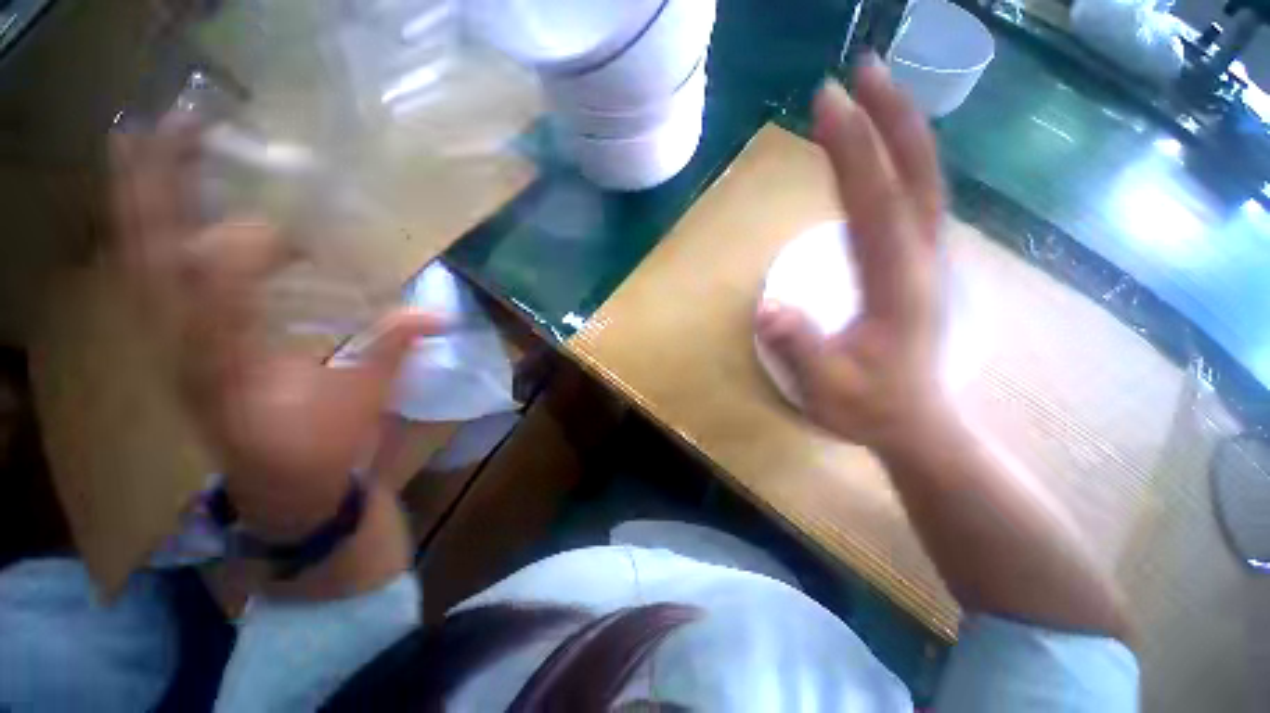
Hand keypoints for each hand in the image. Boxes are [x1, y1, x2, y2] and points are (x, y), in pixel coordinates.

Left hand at [111, 116, 440, 539]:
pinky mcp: (174, 342)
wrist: (277, 490)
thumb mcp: (362, 402)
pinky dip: (149, 232)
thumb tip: (438, 313)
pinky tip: (161, 203)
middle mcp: (183, 347)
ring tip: (149, 142)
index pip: (212, 290)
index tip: (280, 226)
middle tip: (173, 125)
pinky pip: (151, 276)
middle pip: (152, 258)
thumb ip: (392, 350)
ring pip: (138, 260)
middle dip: (156, 189)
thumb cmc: (319, 450)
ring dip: (140, 200)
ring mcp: (169, 343)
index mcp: (230, 367)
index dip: (236, 246)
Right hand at [756, 62, 946, 451]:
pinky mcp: (922, 266)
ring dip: (903, 132)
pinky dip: (907, 164)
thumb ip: (801, 348)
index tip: (827, 103)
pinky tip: (890, 154)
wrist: (919, 424)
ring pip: (926, 182)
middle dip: (891, 117)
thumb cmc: (872, 407)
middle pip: (917, 175)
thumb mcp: (829, 388)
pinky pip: (919, 201)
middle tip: (863, 70)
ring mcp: (929, 261)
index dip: (852, 150)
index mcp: (897, 284)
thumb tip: (768, 308)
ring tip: (876, 94)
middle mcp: (923, 260)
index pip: (875, 203)